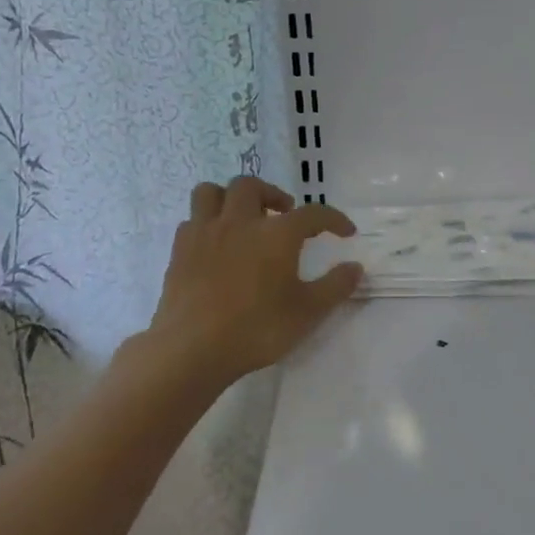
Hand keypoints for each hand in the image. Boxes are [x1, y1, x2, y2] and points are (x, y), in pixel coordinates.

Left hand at [149, 177, 362, 381]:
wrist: (193, 349)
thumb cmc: (257, 329)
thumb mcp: (308, 312)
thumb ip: (335, 286)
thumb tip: (355, 267)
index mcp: (277, 234)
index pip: (313, 214)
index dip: (334, 219)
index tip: (346, 232)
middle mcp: (240, 222)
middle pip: (252, 186)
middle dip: (272, 194)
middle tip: (284, 214)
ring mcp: (205, 233)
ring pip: (212, 192)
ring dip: (230, 198)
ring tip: (243, 218)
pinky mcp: (179, 251)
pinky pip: (192, 220)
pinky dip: (207, 223)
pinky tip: (216, 244)